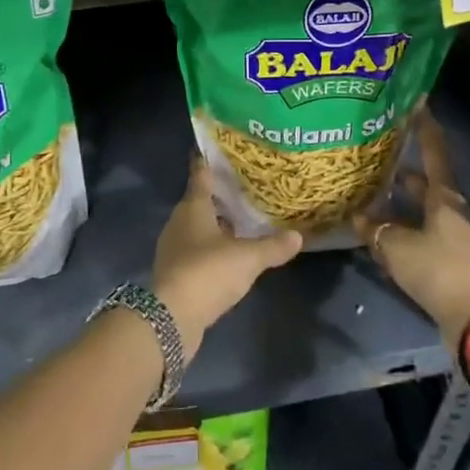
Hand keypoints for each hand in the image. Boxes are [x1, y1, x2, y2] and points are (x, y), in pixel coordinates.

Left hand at [153, 156, 302, 352]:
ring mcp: (174, 249)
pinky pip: (197, 252)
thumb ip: (272, 246)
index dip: (209, 163)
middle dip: (219, 196)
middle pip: (199, 202)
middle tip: (244, 189)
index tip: (219, 151)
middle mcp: (179, 223)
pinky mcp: (175, 273)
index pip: (200, 176)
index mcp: (193, 208)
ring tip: (243, 222)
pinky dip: (212, 249)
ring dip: (217, 225)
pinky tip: (231, 255)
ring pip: (198, 228)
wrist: (171, 318)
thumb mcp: (247, 258)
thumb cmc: (208, 272)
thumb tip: (298, 235)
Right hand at [354, 109, 469, 346]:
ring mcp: (453, 234)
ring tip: (370, 194)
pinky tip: (380, 233)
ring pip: (421, 209)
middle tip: (376, 156)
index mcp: (445, 197)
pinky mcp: (449, 258)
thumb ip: (375, 229)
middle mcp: (452, 210)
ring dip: (399, 202)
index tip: (416, 104)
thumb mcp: (397, 246)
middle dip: (402, 169)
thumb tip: (358, 215)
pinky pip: (421, 233)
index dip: (424, 127)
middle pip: (425, 182)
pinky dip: (403, 228)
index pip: (434, 152)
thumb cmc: (438, 269)